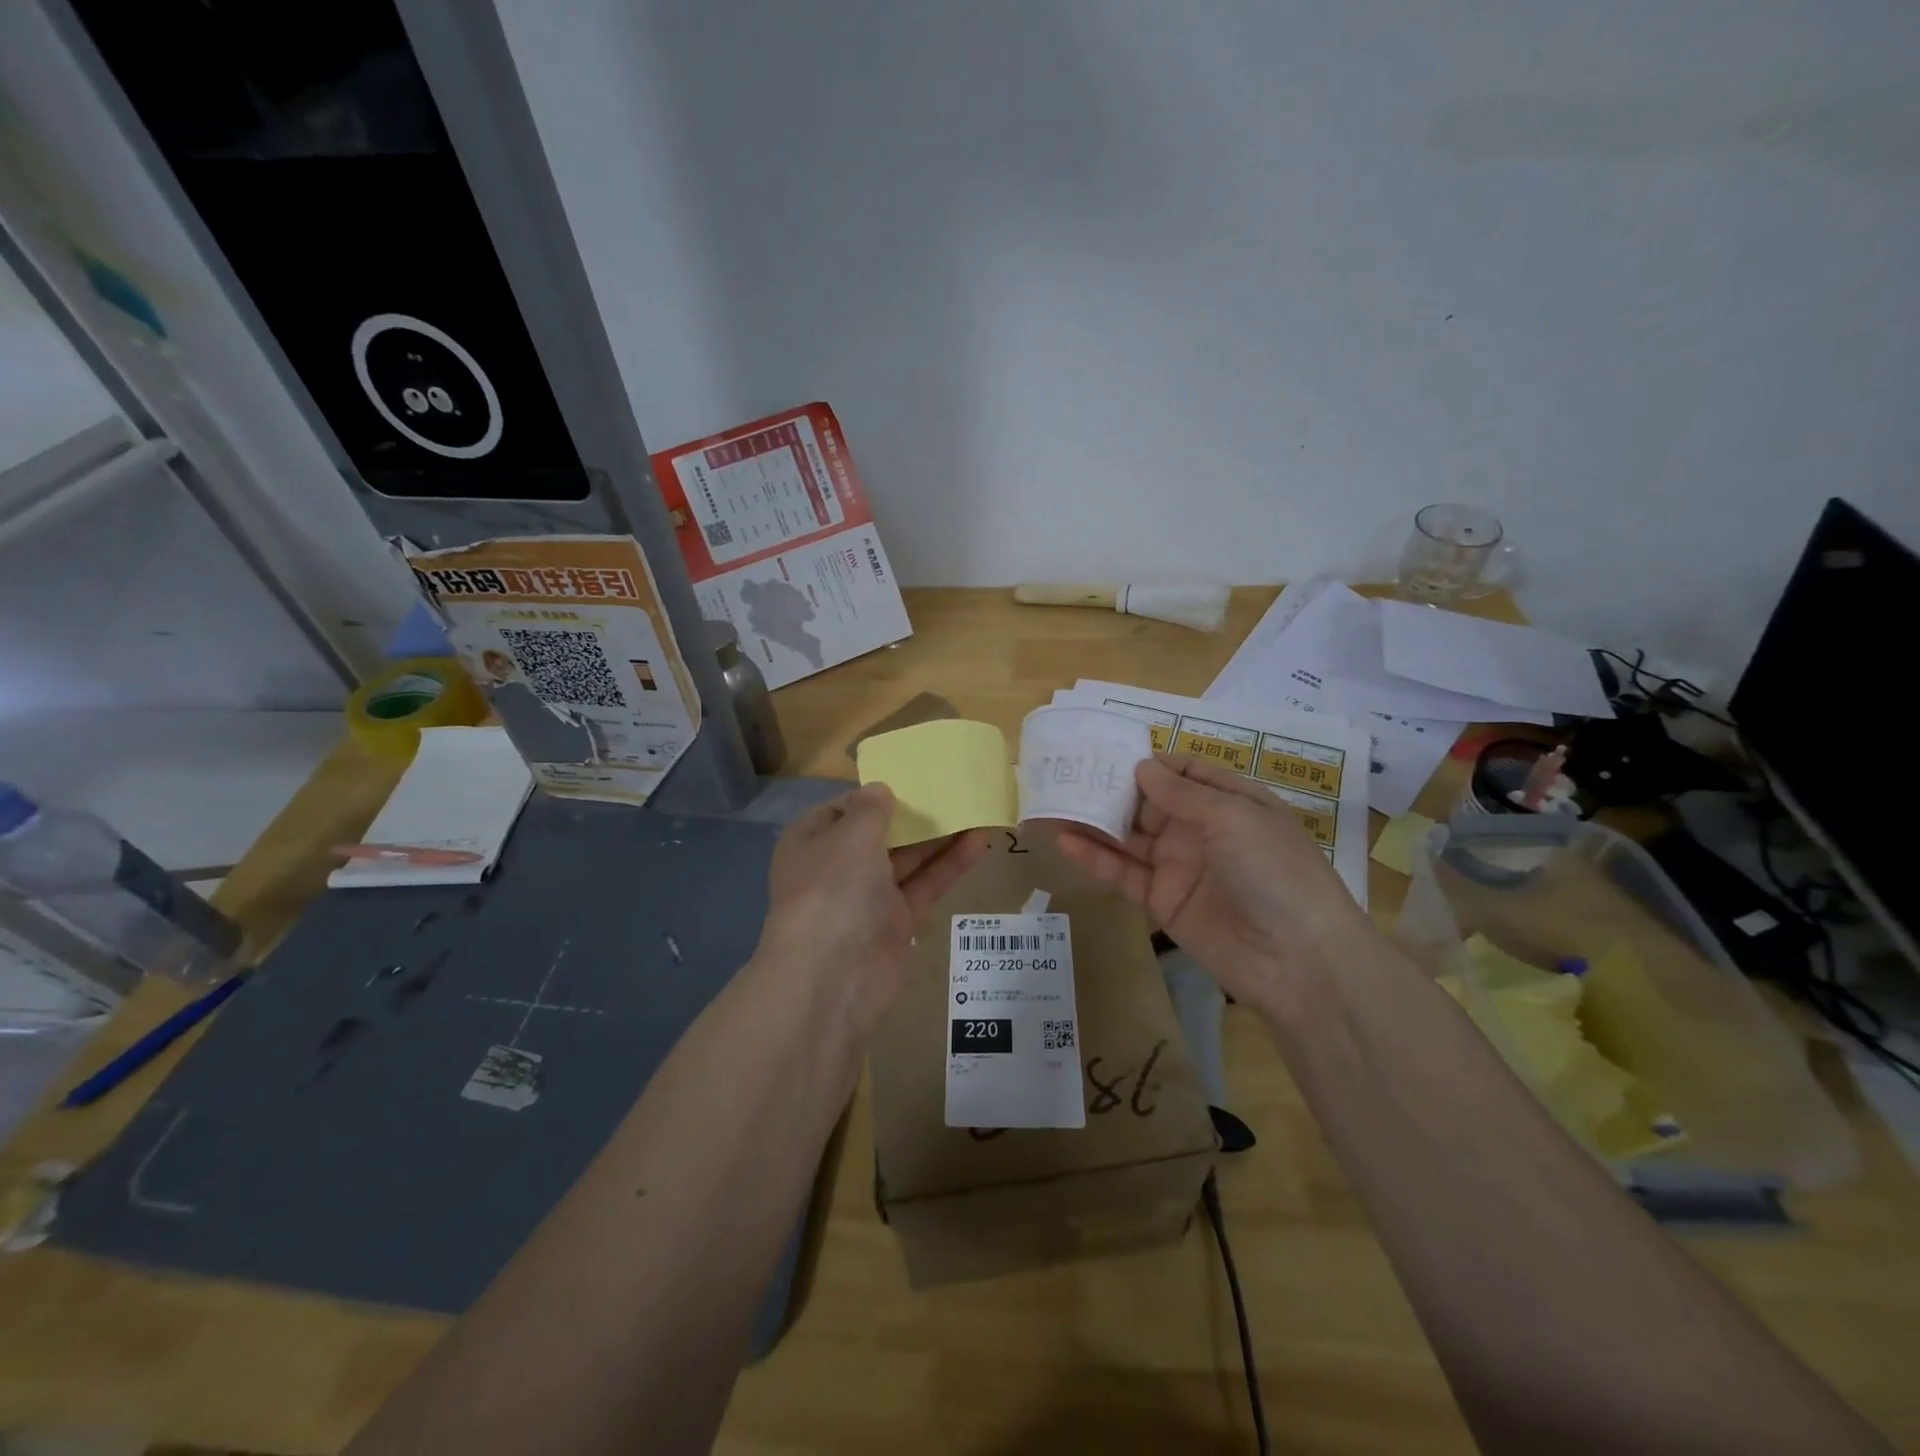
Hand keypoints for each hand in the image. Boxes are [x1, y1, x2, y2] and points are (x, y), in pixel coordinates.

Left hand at [756, 783, 988, 1035]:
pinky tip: (981, 841)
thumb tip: (880, 791)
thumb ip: (871, 809)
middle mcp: (838, 867)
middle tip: (952, 789)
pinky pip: (926, 885)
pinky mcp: (898, 922)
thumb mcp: (851, 836)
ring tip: (976, 808)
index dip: (874, 795)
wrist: (832, 978)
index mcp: (812, 841)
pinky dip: (950, 864)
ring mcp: (868, 897)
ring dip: (939, 836)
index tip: (909, 779)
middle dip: (913, 814)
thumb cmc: (833, 890)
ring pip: (908, 859)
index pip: (843, 809)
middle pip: (880, 834)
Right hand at [1056, 753, 1371, 1016]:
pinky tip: (1065, 841)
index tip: (1108, 751)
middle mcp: (1203, 830)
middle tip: (1068, 773)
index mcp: (1231, 803)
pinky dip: (1095, 858)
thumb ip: (1182, 794)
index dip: (1151, 762)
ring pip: (1131, 837)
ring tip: (1054, 802)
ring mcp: (1181, 866)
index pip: (1185, 774)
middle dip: (1114, 789)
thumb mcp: (1233, 817)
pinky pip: (1124, 873)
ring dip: (1096, 821)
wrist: (1297, 959)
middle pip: (1151, 803)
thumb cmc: (1273, 870)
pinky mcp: (1162, 901)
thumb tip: (1141, 767)